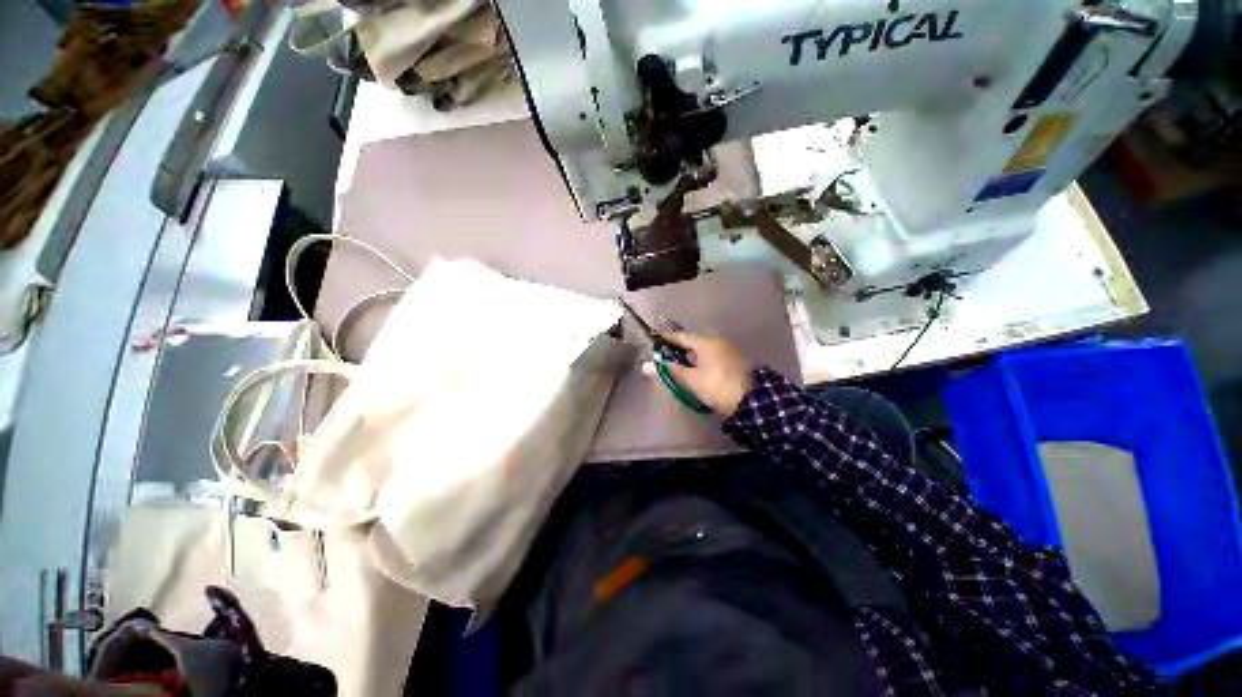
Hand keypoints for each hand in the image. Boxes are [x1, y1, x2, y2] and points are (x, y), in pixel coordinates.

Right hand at [642, 333, 753, 417]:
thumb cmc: (716, 386)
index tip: (655, 346)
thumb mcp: (690, 379)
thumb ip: (669, 371)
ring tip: (679, 370)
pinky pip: (711, 357)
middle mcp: (717, 342)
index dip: (666, 340)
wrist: (750, 402)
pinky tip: (696, 374)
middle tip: (665, 361)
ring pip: (702, 351)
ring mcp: (727, 351)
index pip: (680, 336)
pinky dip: (700, 363)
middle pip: (692, 342)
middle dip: (678, 351)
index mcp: (705, 342)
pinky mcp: (733, 362)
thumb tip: (646, 366)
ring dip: (690, 358)